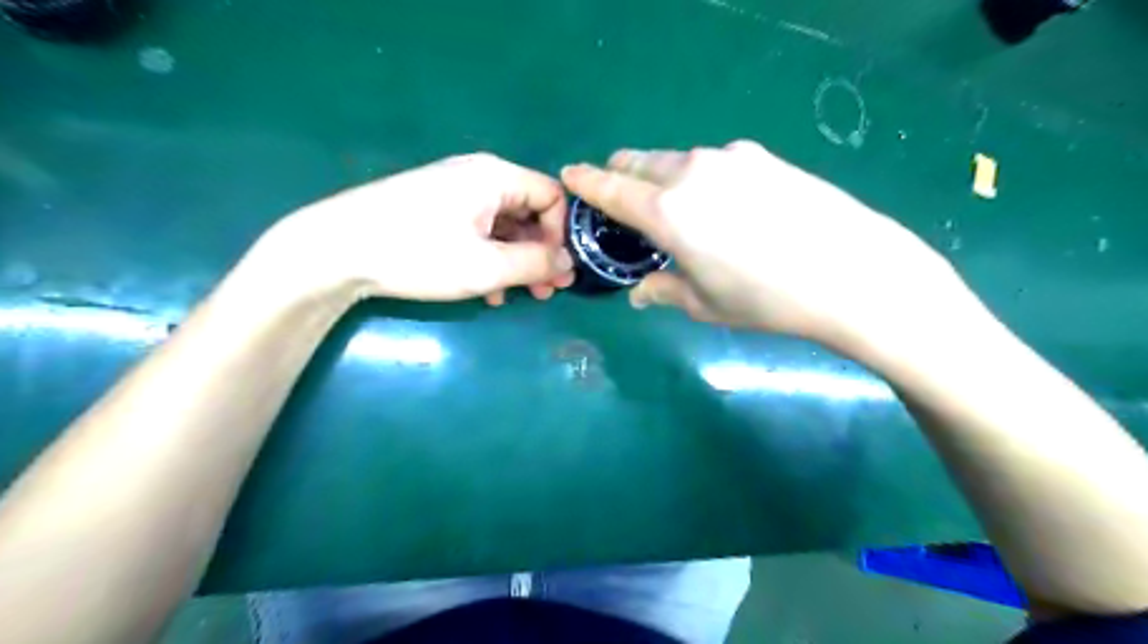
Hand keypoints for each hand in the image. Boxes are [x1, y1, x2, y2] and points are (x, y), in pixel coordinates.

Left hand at [268, 155, 573, 306]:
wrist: (334, 250)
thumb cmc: (417, 253)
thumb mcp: (486, 266)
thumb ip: (535, 264)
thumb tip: (569, 264)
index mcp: (495, 177)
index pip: (552, 196)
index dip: (561, 234)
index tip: (556, 270)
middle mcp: (478, 176)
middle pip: (528, 212)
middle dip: (540, 253)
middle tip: (545, 291)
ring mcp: (454, 191)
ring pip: (504, 226)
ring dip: (516, 261)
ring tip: (516, 295)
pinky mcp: (435, 209)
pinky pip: (479, 231)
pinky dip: (490, 258)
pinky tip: (486, 290)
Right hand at [562, 138, 971, 356]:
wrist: (852, 273)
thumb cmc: (767, 300)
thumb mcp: (705, 304)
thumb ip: (664, 290)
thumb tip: (641, 291)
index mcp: (668, 212)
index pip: (611, 188)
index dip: (586, 181)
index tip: (569, 175)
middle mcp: (692, 174)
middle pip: (640, 162)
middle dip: (622, 176)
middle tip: (621, 198)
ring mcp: (730, 159)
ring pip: (677, 160)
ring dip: (663, 177)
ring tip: (678, 208)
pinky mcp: (762, 157)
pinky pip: (714, 162)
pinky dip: (700, 177)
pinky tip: (724, 205)